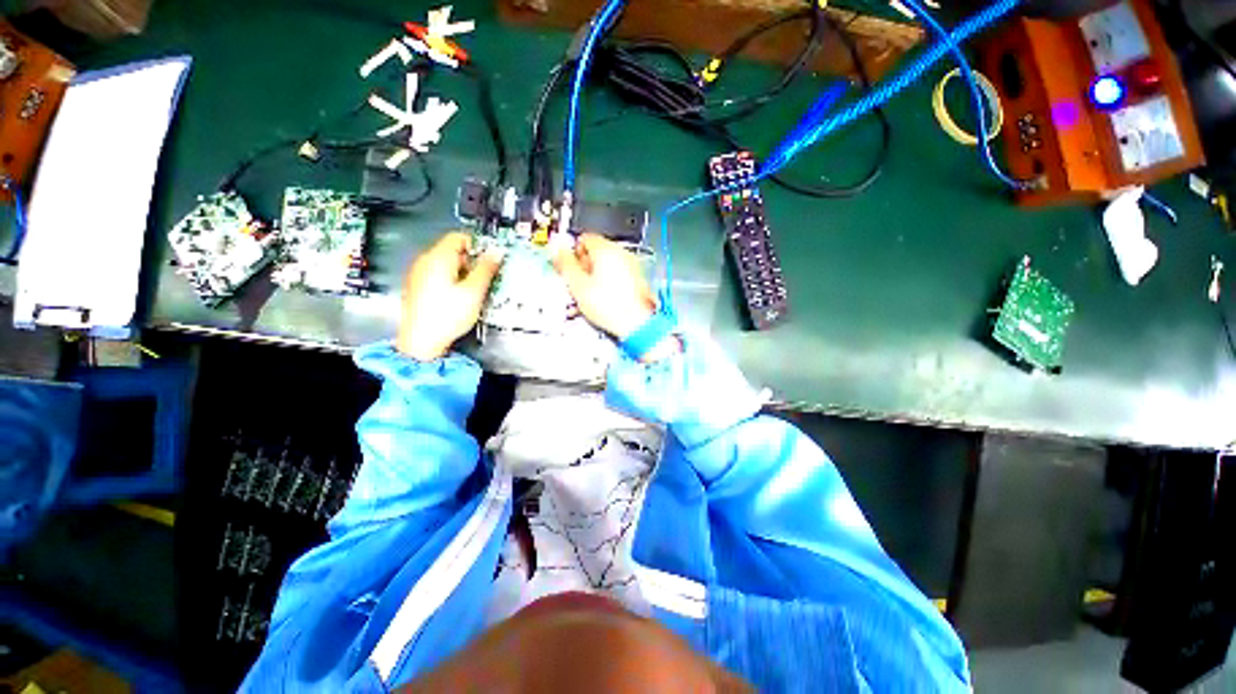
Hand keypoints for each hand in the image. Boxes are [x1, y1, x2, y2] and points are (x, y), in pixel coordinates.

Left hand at [397, 232, 504, 361]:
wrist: (421, 341)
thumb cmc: (447, 316)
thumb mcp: (474, 291)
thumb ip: (486, 269)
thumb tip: (496, 252)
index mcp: (438, 257)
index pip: (459, 237)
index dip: (478, 245)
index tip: (490, 259)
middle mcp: (425, 261)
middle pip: (453, 250)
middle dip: (472, 262)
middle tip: (485, 278)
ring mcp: (418, 274)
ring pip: (446, 264)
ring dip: (463, 272)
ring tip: (474, 291)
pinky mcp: (417, 287)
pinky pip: (438, 275)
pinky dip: (451, 281)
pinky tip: (459, 298)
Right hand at [552, 233, 656, 340]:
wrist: (637, 324)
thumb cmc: (611, 307)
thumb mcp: (577, 285)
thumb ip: (565, 264)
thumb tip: (557, 251)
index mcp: (606, 249)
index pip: (583, 239)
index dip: (572, 254)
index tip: (567, 268)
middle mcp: (621, 254)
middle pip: (595, 253)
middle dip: (583, 269)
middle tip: (576, 285)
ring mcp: (632, 267)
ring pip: (606, 267)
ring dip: (594, 279)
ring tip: (587, 297)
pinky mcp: (637, 281)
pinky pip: (617, 278)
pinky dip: (607, 286)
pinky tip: (601, 302)